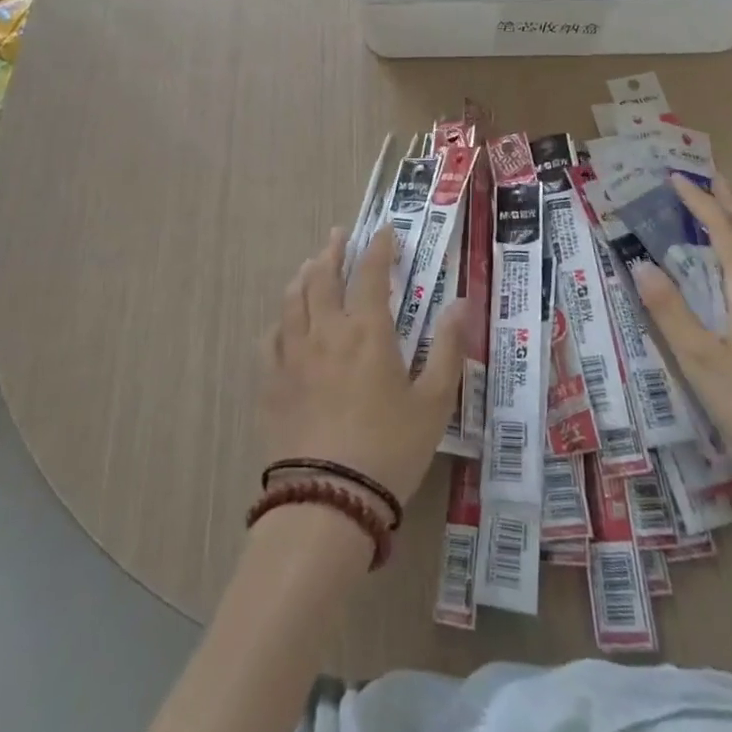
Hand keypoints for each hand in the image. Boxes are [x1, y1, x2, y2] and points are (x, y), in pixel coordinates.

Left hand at [258, 226, 466, 506]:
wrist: (327, 501)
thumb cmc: (389, 450)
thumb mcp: (434, 403)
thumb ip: (448, 349)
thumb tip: (460, 304)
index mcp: (367, 330)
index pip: (371, 273)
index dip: (379, 247)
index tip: (384, 231)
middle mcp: (326, 330)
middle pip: (324, 276)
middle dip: (333, 250)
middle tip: (339, 235)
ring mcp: (293, 354)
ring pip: (293, 299)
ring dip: (305, 275)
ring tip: (312, 265)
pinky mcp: (271, 381)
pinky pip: (271, 336)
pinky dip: (281, 319)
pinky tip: (284, 321)